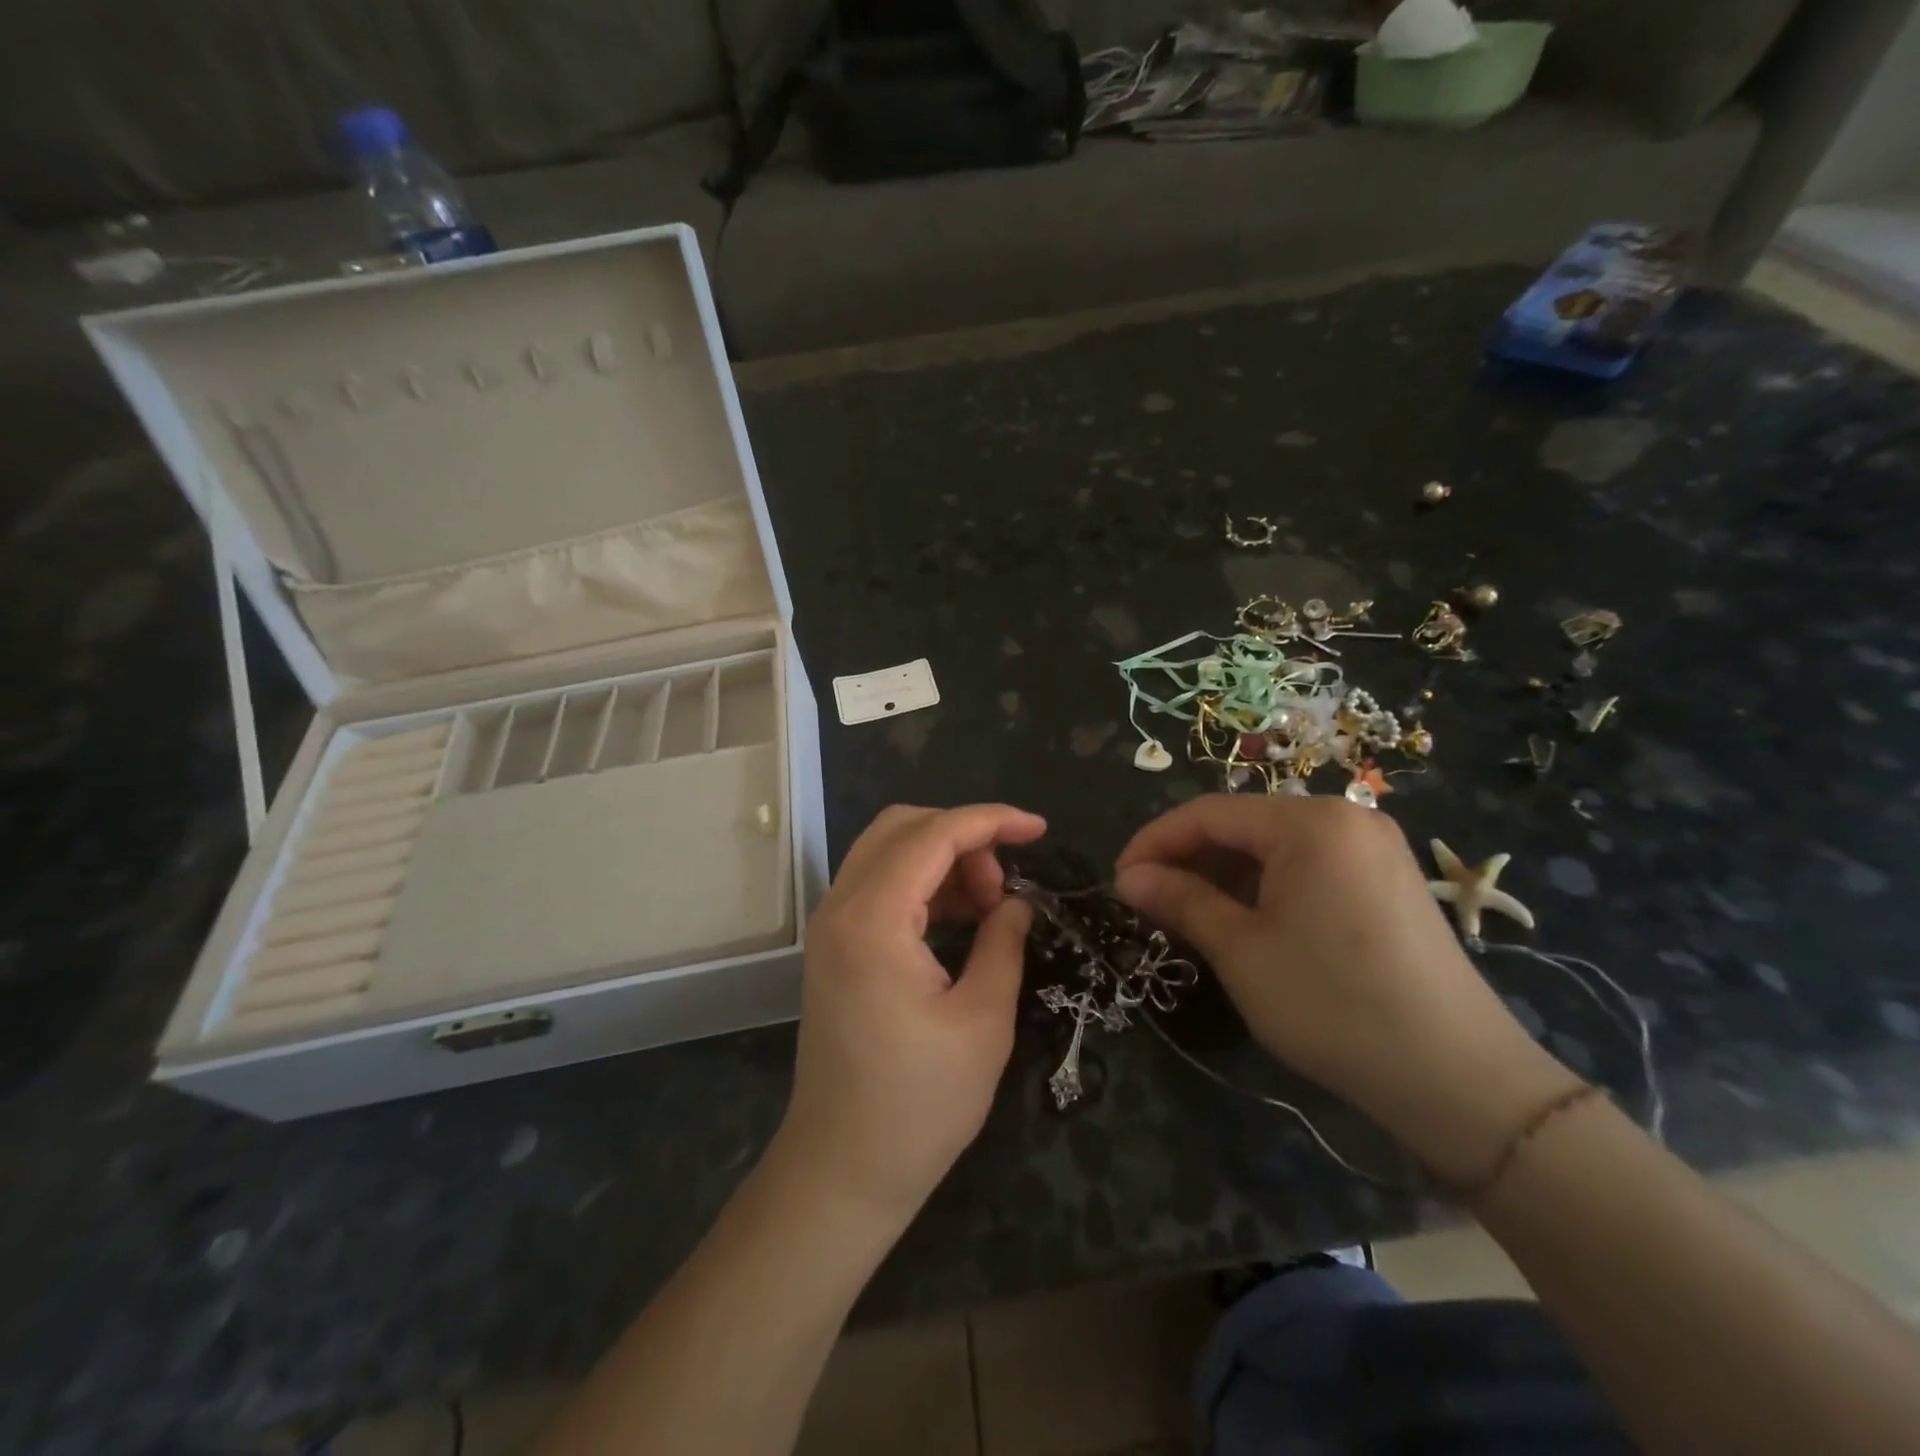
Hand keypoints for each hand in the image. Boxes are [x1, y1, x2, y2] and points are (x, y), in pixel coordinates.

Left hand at [773, 803, 1045, 1225]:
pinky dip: (922, 882)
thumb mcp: (983, 1021)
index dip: (991, 820)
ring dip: (943, 858)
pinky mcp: (834, 945)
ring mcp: (831, 925)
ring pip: (888, 851)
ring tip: (989, 905)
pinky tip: (959, 916)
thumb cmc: (919, 1105)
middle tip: (1006, 884)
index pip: (933, 834)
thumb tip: (1017, 902)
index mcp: (873, 919)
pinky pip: (879, 884)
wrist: (842, 1170)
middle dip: (964, 836)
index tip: (1040, 829)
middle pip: (903, 827)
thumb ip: (1003, 943)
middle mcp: (840, 907)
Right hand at [1114, 795, 1578, 1182]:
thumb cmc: (1333, 1003)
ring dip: (1225, 876)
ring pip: (1274, 847)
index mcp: (1309, 822)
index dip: (1154, 843)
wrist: (1460, 1078)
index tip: (1117, 880)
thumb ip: (1180, 901)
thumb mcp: (1241, 951)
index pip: (1208, 813)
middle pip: (1243, 825)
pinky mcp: (1388, 880)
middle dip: (1189, 860)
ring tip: (1191, 917)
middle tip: (1150, 903)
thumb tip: (1127, 878)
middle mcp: (1345, 818)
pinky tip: (1247, 923)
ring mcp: (1374, 848)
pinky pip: (1308, 866)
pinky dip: (1266, 888)